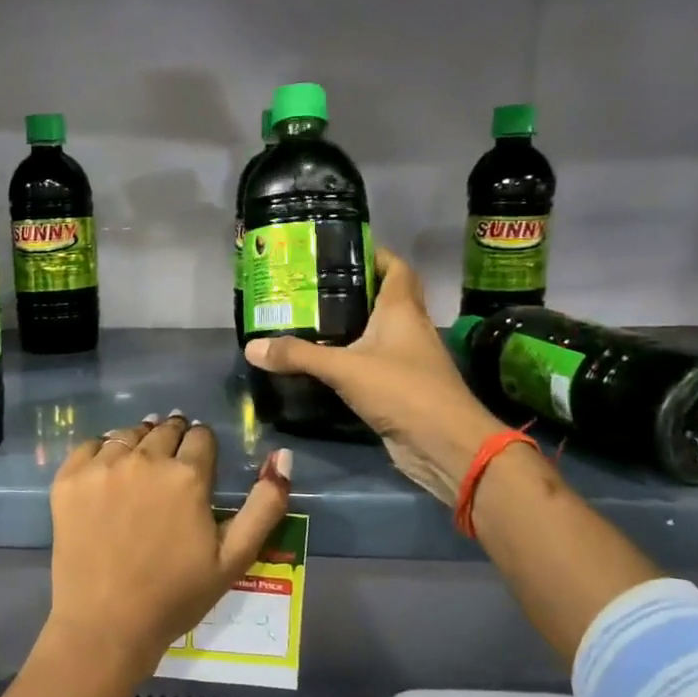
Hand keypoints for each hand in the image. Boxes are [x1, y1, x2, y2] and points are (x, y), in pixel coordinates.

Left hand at [44, 413, 292, 685]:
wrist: (106, 626)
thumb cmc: (176, 596)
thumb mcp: (234, 558)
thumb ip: (265, 505)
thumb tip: (281, 456)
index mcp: (187, 476)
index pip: (201, 436)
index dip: (203, 449)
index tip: (198, 466)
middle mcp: (144, 459)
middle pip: (164, 429)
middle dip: (172, 441)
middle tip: (169, 469)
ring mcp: (102, 467)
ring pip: (128, 434)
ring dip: (139, 443)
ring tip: (139, 470)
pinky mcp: (69, 479)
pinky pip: (90, 446)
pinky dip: (102, 453)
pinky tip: (107, 477)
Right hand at [245, 250, 506, 506]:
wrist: (445, 445)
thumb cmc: (403, 391)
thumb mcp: (345, 369)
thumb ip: (299, 356)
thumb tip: (251, 348)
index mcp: (402, 310)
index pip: (395, 267)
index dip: (372, 254)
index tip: (338, 251)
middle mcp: (409, 327)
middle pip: (384, 296)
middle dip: (352, 289)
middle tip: (311, 287)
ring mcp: (408, 358)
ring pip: (378, 331)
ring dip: (351, 325)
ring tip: (308, 320)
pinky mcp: (402, 386)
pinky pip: (373, 361)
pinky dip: (352, 357)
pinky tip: (324, 362)